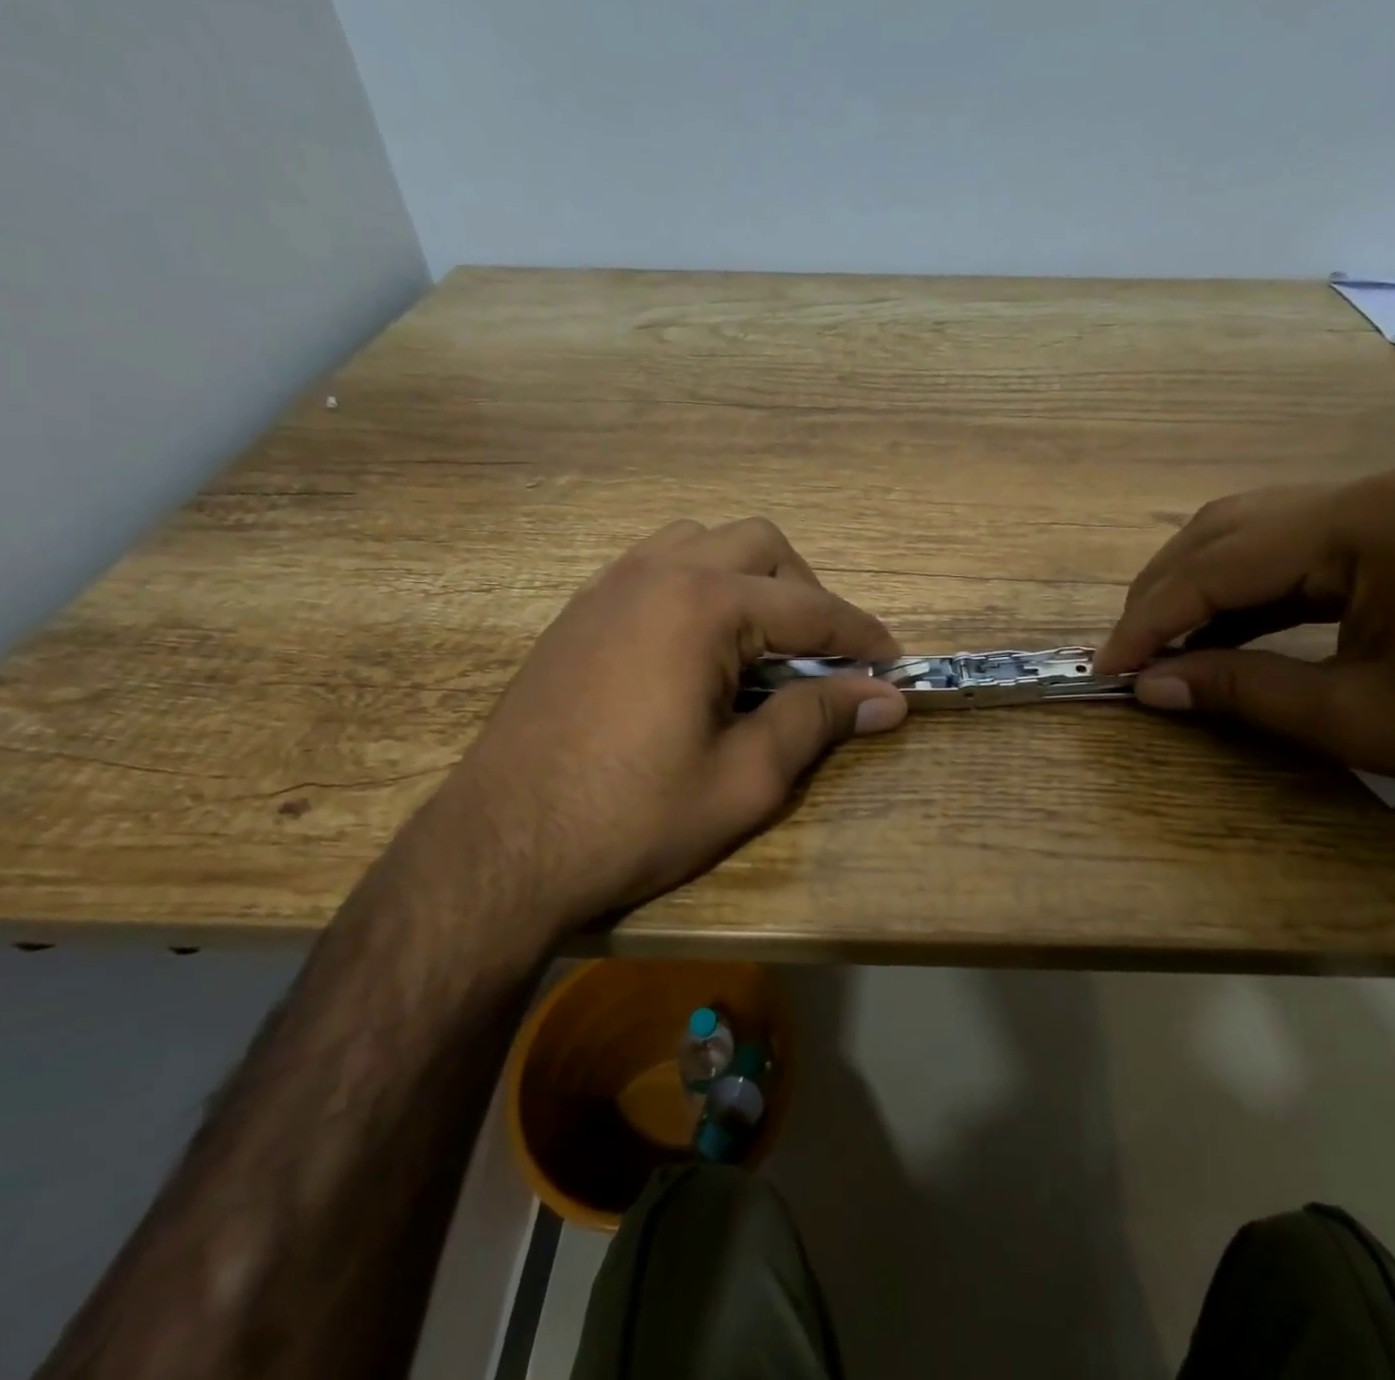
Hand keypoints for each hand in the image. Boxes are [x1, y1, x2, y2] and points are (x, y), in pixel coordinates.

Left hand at [443, 518, 907, 925]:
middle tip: (824, 658)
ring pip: (705, 544)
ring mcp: (610, 585)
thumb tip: (886, 698)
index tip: (895, 665)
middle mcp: (657, 572)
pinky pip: (657, 566)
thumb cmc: (632, 819)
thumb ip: (818, 720)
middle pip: (762, 546)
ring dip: (751, 580)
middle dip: (808, 594)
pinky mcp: (580, 610)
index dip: (862, 637)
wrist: (500, 850)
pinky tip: (700, 647)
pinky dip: (699, 587)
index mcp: (703, 605)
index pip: (811, 608)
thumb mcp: (746, 778)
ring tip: (763, 644)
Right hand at [1096, 466, 1394, 807]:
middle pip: (1225, 532)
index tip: (1106, 667)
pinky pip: (1292, 555)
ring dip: (1197, 590)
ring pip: (1252, 537)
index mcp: (1362, 521)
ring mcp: (1385, 509)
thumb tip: (1149, 687)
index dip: (1151, 619)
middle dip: (1164, 595)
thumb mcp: (1357, 717)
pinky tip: (1219, 634)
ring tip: (1159, 644)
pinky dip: (1243, 596)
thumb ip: (1240, 691)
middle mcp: (1367, 494)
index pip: (1219, 564)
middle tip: (1125, 654)